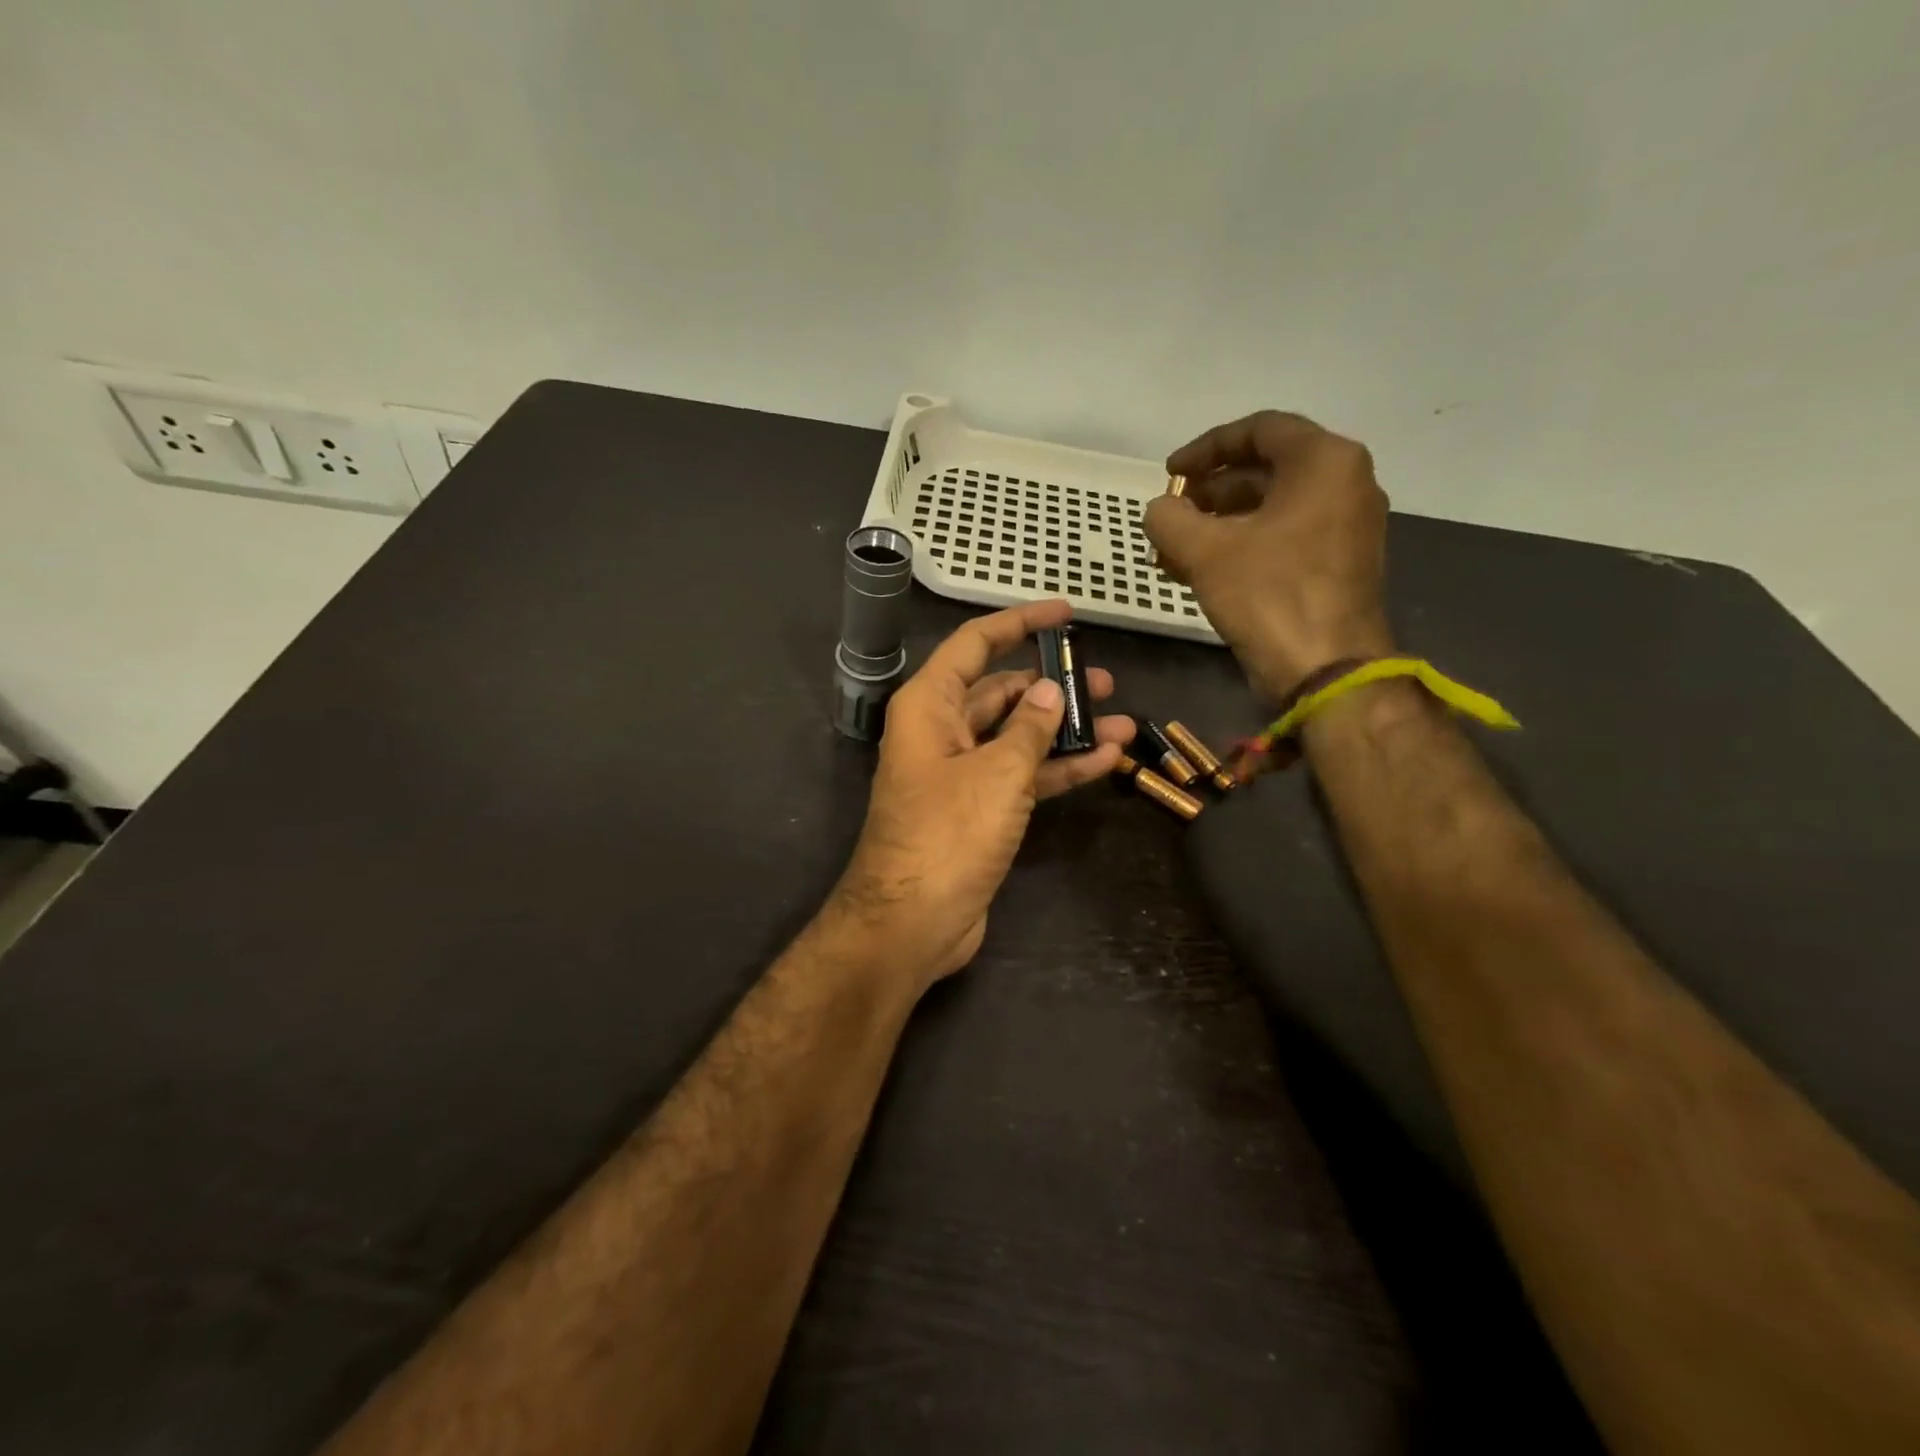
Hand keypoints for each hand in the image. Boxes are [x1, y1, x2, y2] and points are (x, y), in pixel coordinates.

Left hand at [830, 600, 1133, 987]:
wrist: (912, 923)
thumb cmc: (948, 834)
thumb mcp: (998, 772)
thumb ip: (1030, 727)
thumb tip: (1051, 691)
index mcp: (930, 706)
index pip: (975, 644)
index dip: (1019, 623)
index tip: (1066, 613)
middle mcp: (941, 731)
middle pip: (1002, 691)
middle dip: (1052, 685)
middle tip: (1104, 681)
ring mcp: (960, 773)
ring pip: (1018, 736)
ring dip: (1065, 730)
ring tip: (1121, 719)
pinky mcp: (978, 810)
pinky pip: (1021, 776)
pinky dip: (1058, 768)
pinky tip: (1105, 760)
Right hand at [1143, 411, 1394, 701]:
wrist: (1326, 670)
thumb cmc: (1269, 595)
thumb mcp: (1204, 551)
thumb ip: (1169, 517)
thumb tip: (1161, 510)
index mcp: (1324, 462)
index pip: (1259, 429)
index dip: (1205, 448)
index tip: (1169, 473)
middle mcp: (1345, 484)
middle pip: (1265, 469)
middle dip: (1209, 491)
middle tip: (1171, 513)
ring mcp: (1346, 526)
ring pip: (1271, 508)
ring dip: (1218, 524)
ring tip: (1173, 549)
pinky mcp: (1338, 564)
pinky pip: (1283, 538)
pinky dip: (1242, 546)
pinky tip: (1198, 571)